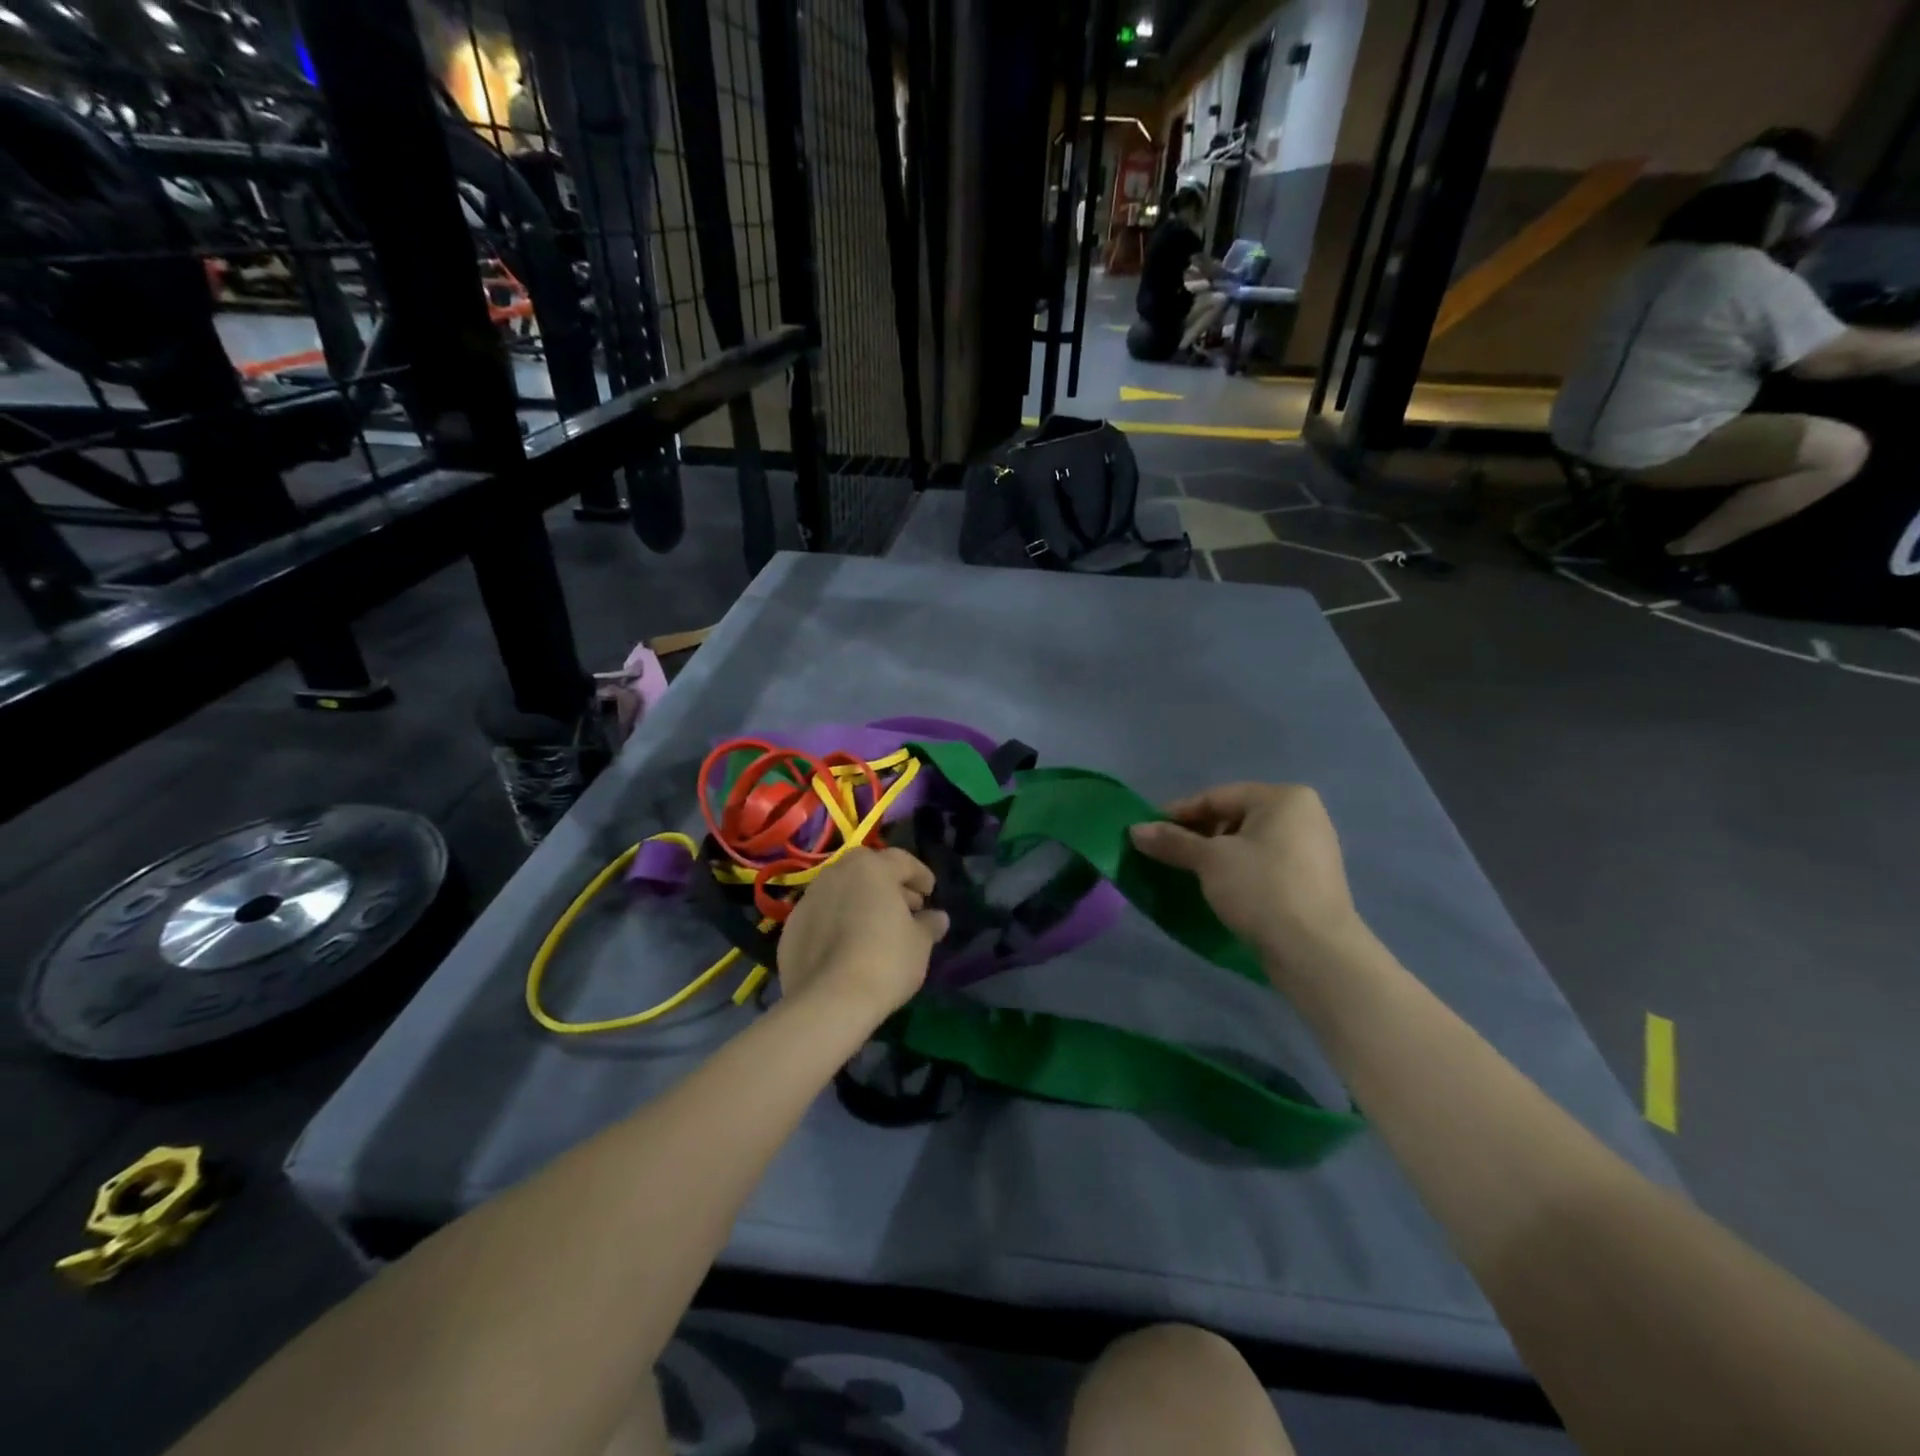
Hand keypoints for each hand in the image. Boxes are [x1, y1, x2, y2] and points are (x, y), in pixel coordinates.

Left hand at [777, 848, 949, 1020]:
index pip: (902, 861)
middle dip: (889, 886)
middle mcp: (836, 873)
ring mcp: (809, 899)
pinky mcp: (791, 927)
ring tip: (875, 928)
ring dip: (860, 902)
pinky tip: (848, 947)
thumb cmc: (885, 961)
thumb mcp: (920, 943)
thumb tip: (938, 918)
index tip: (929, 893)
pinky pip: (822, 916)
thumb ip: (929, 924)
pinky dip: (837, 923)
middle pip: (868, 871)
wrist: (828, 1001)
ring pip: (841, 891)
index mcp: (871, 868)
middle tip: (906, 908)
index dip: (920, 876)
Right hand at [1129, 784, 1360, 977]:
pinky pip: (1263, 864)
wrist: (1315, 952)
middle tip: (1166, 854)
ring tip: (1187, 874)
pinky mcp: (1310, 880)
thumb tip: (1134, 830)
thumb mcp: (1210, 861)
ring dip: (1215, 855)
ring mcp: (1311, 849)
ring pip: (1247, 842)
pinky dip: (1237, 871)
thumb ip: (1172, 841)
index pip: (1216, 796)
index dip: (1178, 813)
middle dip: (1197, 835)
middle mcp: (1303, 815)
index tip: (1148, 832)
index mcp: (1283, 798)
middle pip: (1233, 817)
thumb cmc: (1261, 889)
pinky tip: (1217, 889)